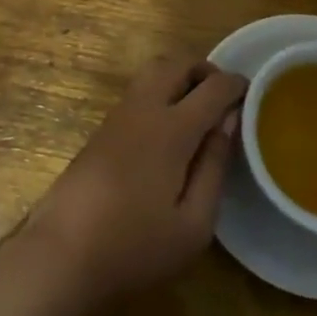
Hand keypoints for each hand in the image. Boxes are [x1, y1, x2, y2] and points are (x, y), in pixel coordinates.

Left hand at [24, 58, 246, 309]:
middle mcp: (143, 108)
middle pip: (177, 63)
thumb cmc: (135, 246)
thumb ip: (215, 168)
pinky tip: (170, 126)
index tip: (253, 93)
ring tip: (199, 109)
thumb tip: (228, 123)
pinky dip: (161, 89)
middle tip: (224, 96)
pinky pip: (139, 90)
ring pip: (153, 70)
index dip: (236, 85)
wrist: (63, 252)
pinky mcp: (103, 127)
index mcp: (171, 128)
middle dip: (205, 69)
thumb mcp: (193, 224)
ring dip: (180, 76)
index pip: (211, 87)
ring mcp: (118, 114)